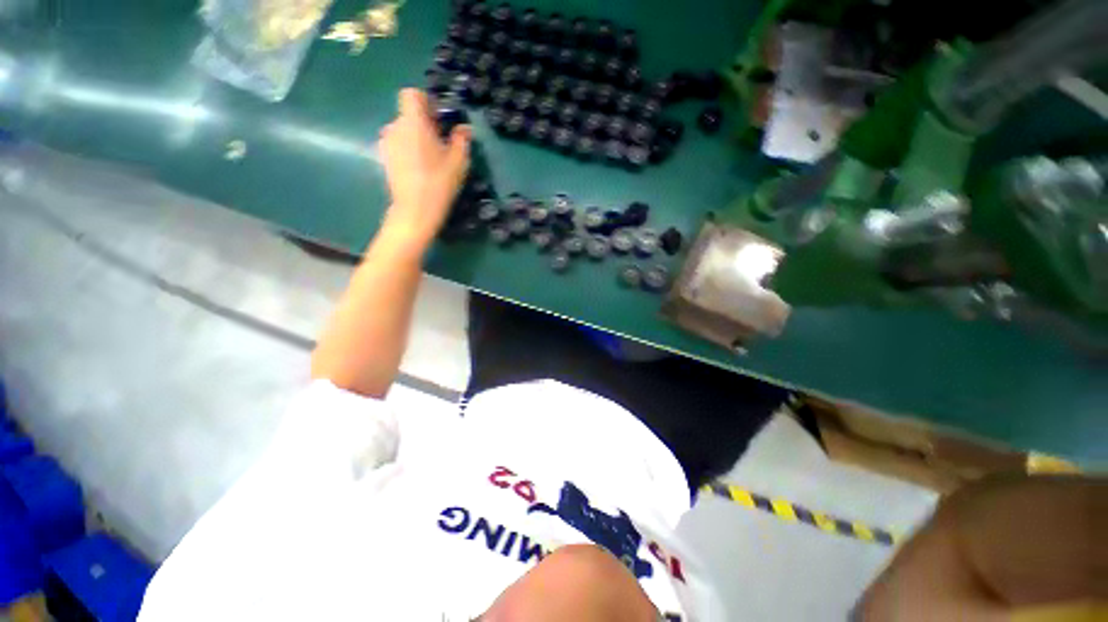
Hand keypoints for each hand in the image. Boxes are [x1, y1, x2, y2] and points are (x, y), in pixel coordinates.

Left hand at [378, 88, 471, 251]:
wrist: (415, 210)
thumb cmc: (439, 183)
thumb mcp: (459, 162)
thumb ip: (461, 140)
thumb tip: (464, 129)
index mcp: (413, 122)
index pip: (411, 94)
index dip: (425, 101)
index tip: (439, 119)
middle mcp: (394, 127)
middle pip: (408, 115)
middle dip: (424, 124)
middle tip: (440, 143)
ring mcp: (386, 143)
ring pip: (402, 131)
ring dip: (415, 138)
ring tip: (429, 159)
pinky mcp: (384, 159)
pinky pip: (397, 145)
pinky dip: (407, 150)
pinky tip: (419, 169)